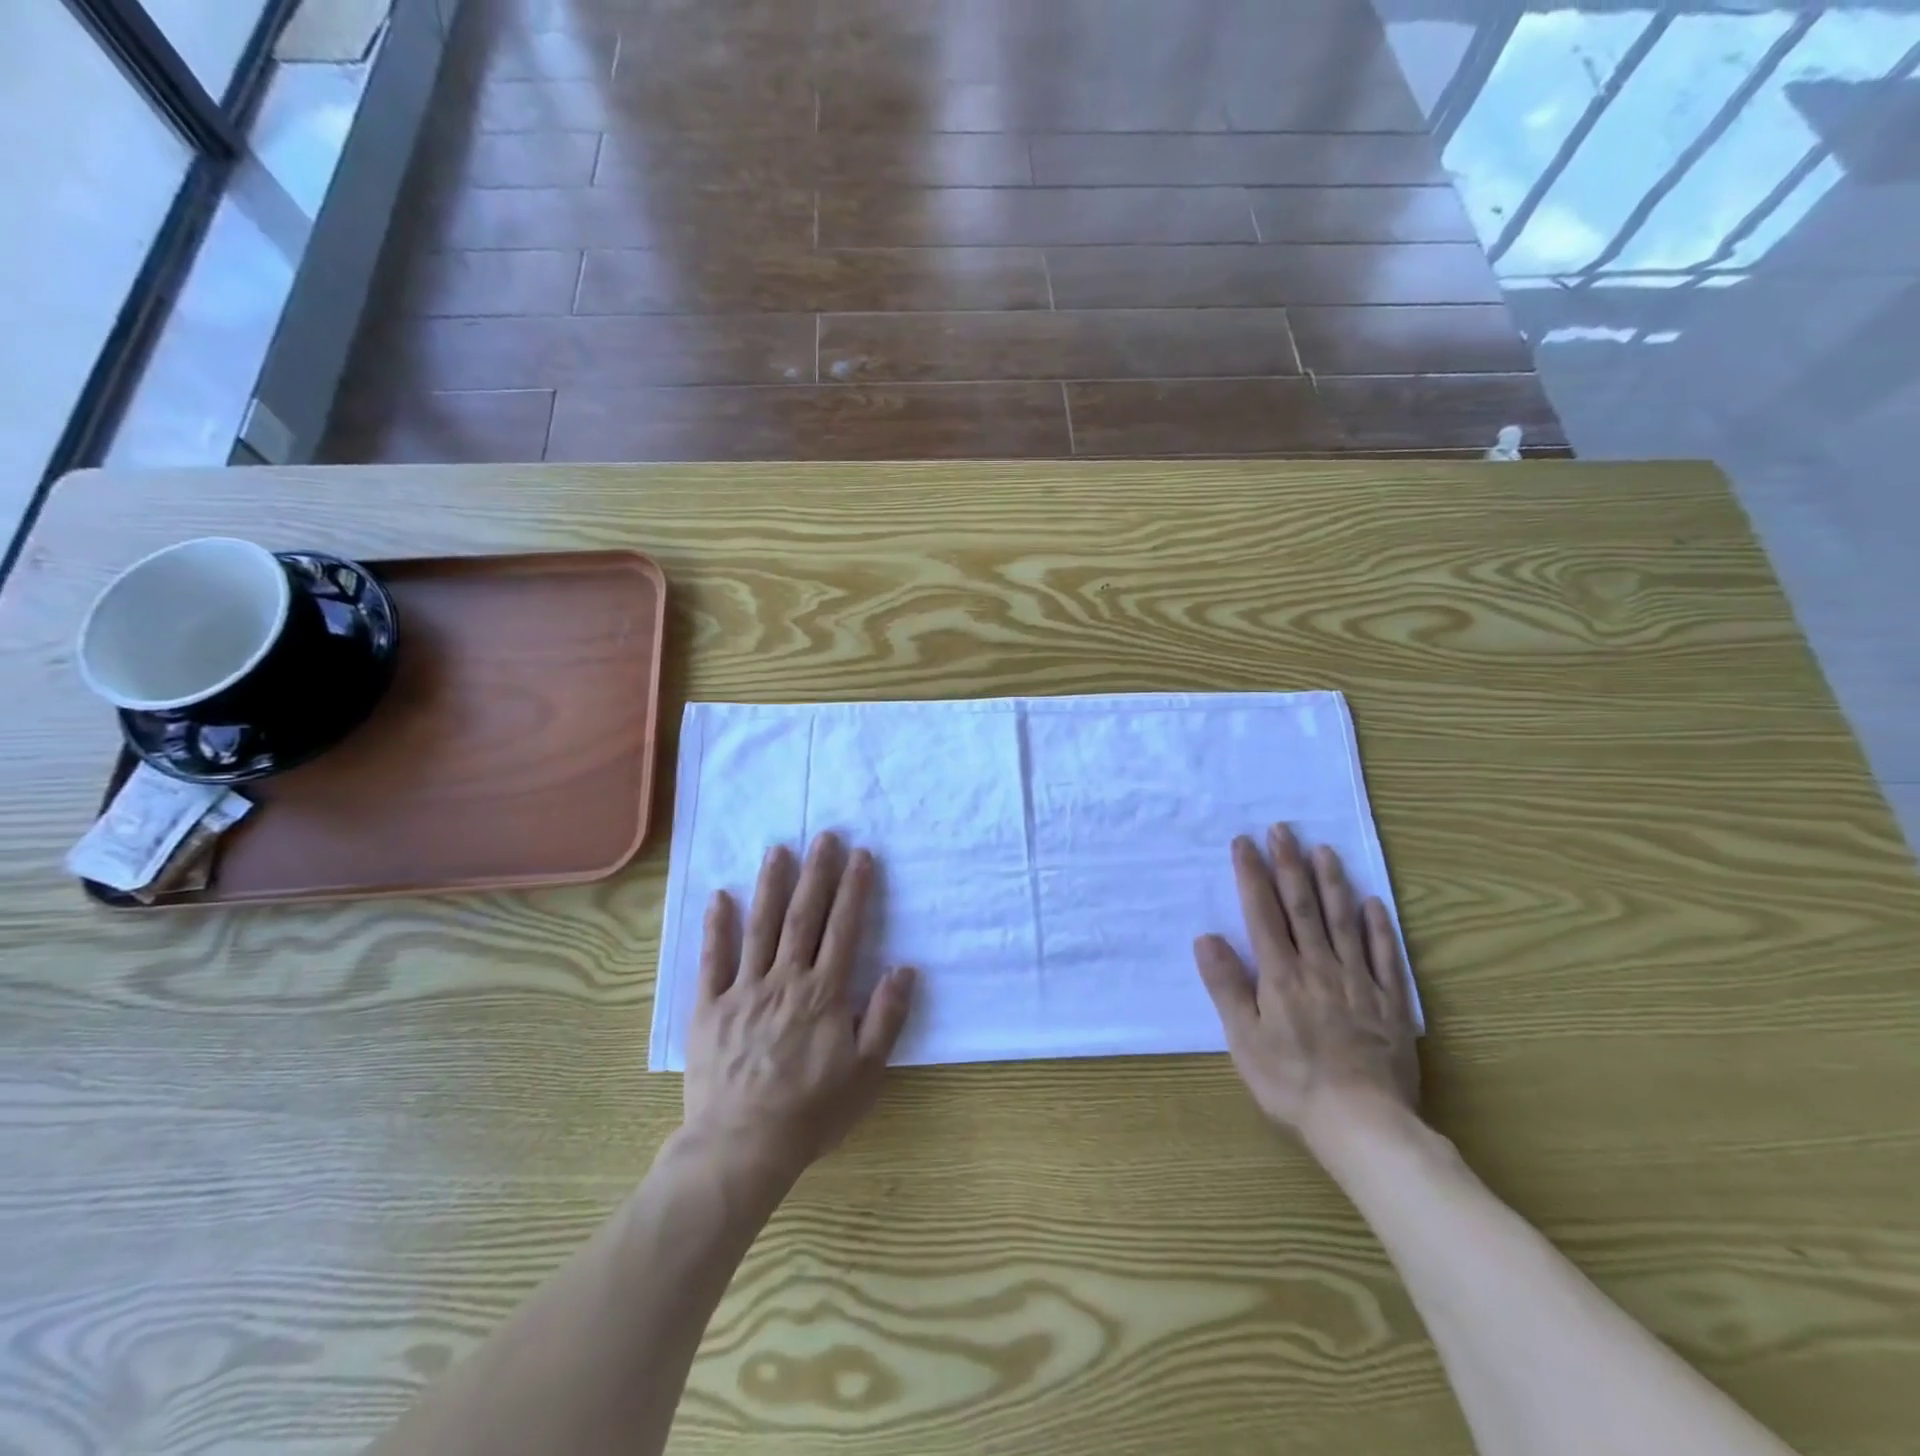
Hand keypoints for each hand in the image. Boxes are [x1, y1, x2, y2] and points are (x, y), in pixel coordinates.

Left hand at [682, 833, 914, 1182]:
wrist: (742, 1147)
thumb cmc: (811, 1112)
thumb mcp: (866, 1072)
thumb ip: (886, 1017)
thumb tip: (904, 968)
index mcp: (823, 993)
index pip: (844, 928)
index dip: (854, 889)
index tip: (861, 855)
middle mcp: (784, 980)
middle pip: (803, 916)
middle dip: (816, 873)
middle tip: (823, 836)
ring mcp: (743, 990)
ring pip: (759, 927)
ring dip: (770, 885)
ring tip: (778, 849)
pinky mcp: (710, 1008)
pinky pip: (712, 960)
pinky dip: (716, 927)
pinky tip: (720, 896)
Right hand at [1193, 825, 1418, 1142]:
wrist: (1363, 1124)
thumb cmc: (1292, 1083)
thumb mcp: (1243, 1040)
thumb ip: (1226, 986)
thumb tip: (1206, 937)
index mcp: (1280, 976)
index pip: (1263, 913)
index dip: (1252, 875)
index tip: (1244, 842)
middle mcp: (1319, 968)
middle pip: (1303, 907)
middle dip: (1289, 865)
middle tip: (1283, 829)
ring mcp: (1358, 983)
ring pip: (1343, 922)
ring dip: (1332, 883)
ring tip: (1324, 850)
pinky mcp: (1390, 1003)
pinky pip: (1385, 956)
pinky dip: (1379, 927)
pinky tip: (1373, 903)